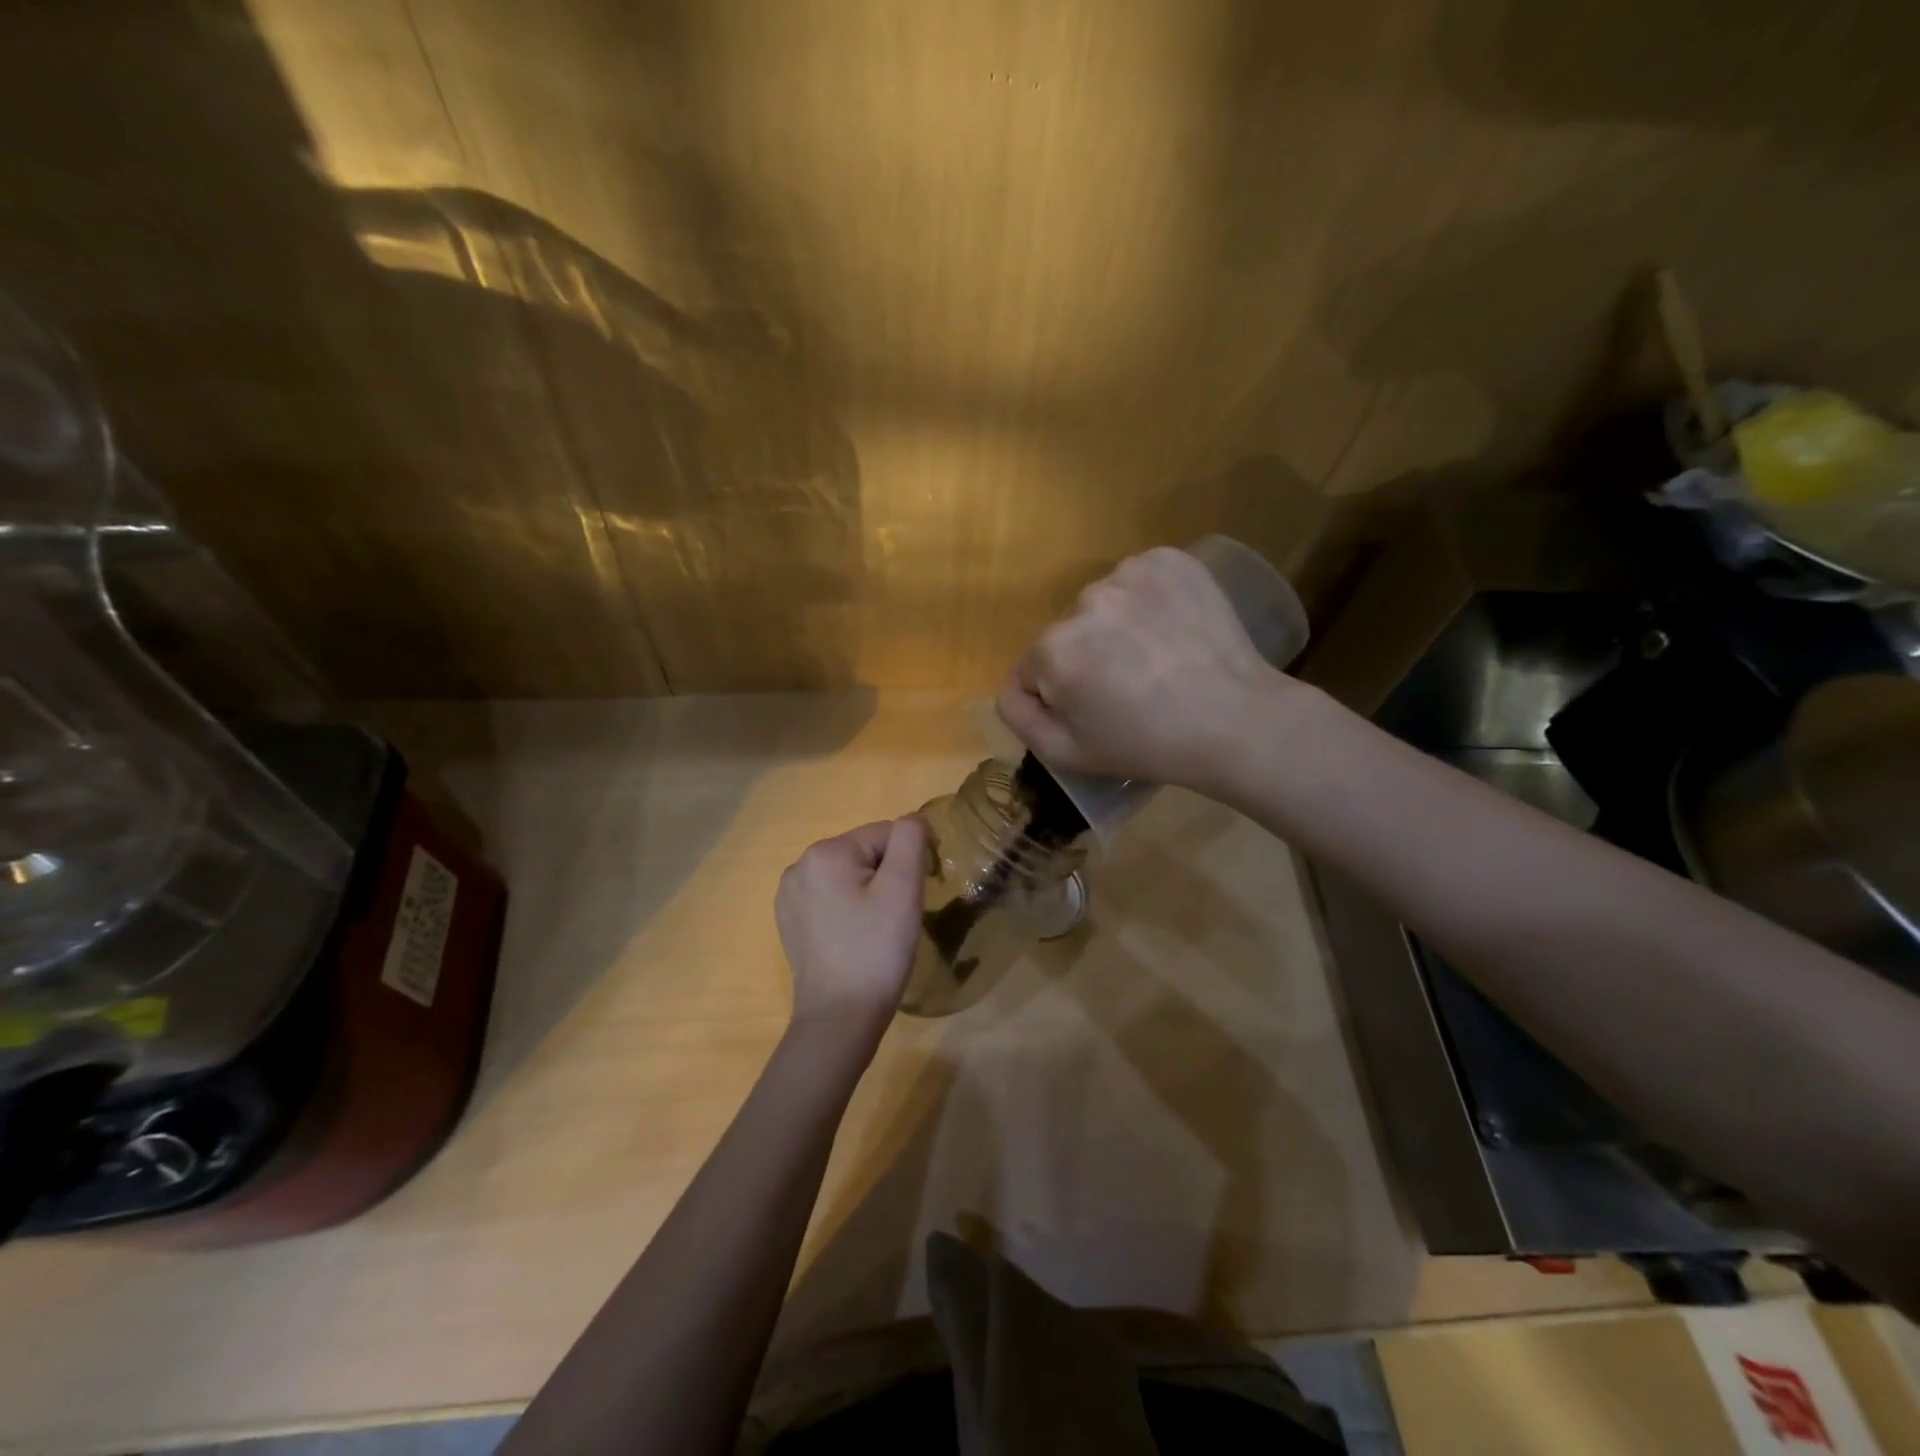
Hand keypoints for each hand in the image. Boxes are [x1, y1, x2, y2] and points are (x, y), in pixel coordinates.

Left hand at [776, 817, 928, 1036]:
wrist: (840, 1018)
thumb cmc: (876, 950)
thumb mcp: (903, 888)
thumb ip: (910, 839)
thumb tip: (913, 822)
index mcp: (825, 852)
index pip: (885, 834)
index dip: (909, 861)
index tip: (916, 896)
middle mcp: (799, 866)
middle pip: (864, 853)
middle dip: (887, 876)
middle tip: (897, 916)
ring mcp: (790, 896)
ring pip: (848, 876)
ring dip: (869, 892)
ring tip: (877, 929)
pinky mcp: (790, 922)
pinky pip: (830, 898)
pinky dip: (849, 910)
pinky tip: (856, 938)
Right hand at [996, 546, 1285, 793]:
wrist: (1235, 720)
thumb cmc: (1146, 745)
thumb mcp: (1066, 754)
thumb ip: (1019, 716)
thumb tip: (1013, 685)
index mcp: (1052, 649)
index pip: (1034, 669)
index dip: (1061, 694)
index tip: (1099, 710)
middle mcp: (1082, 600)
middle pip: (1069, 632)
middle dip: (1088, 656)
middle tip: (1131, 686)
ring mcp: (1128, 574)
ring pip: (1103, 604)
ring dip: (1118, 625)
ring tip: (1157, 657)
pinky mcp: (1169, 560)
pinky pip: (1139, 579)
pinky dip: (1149, 599)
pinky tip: (1173, 629)